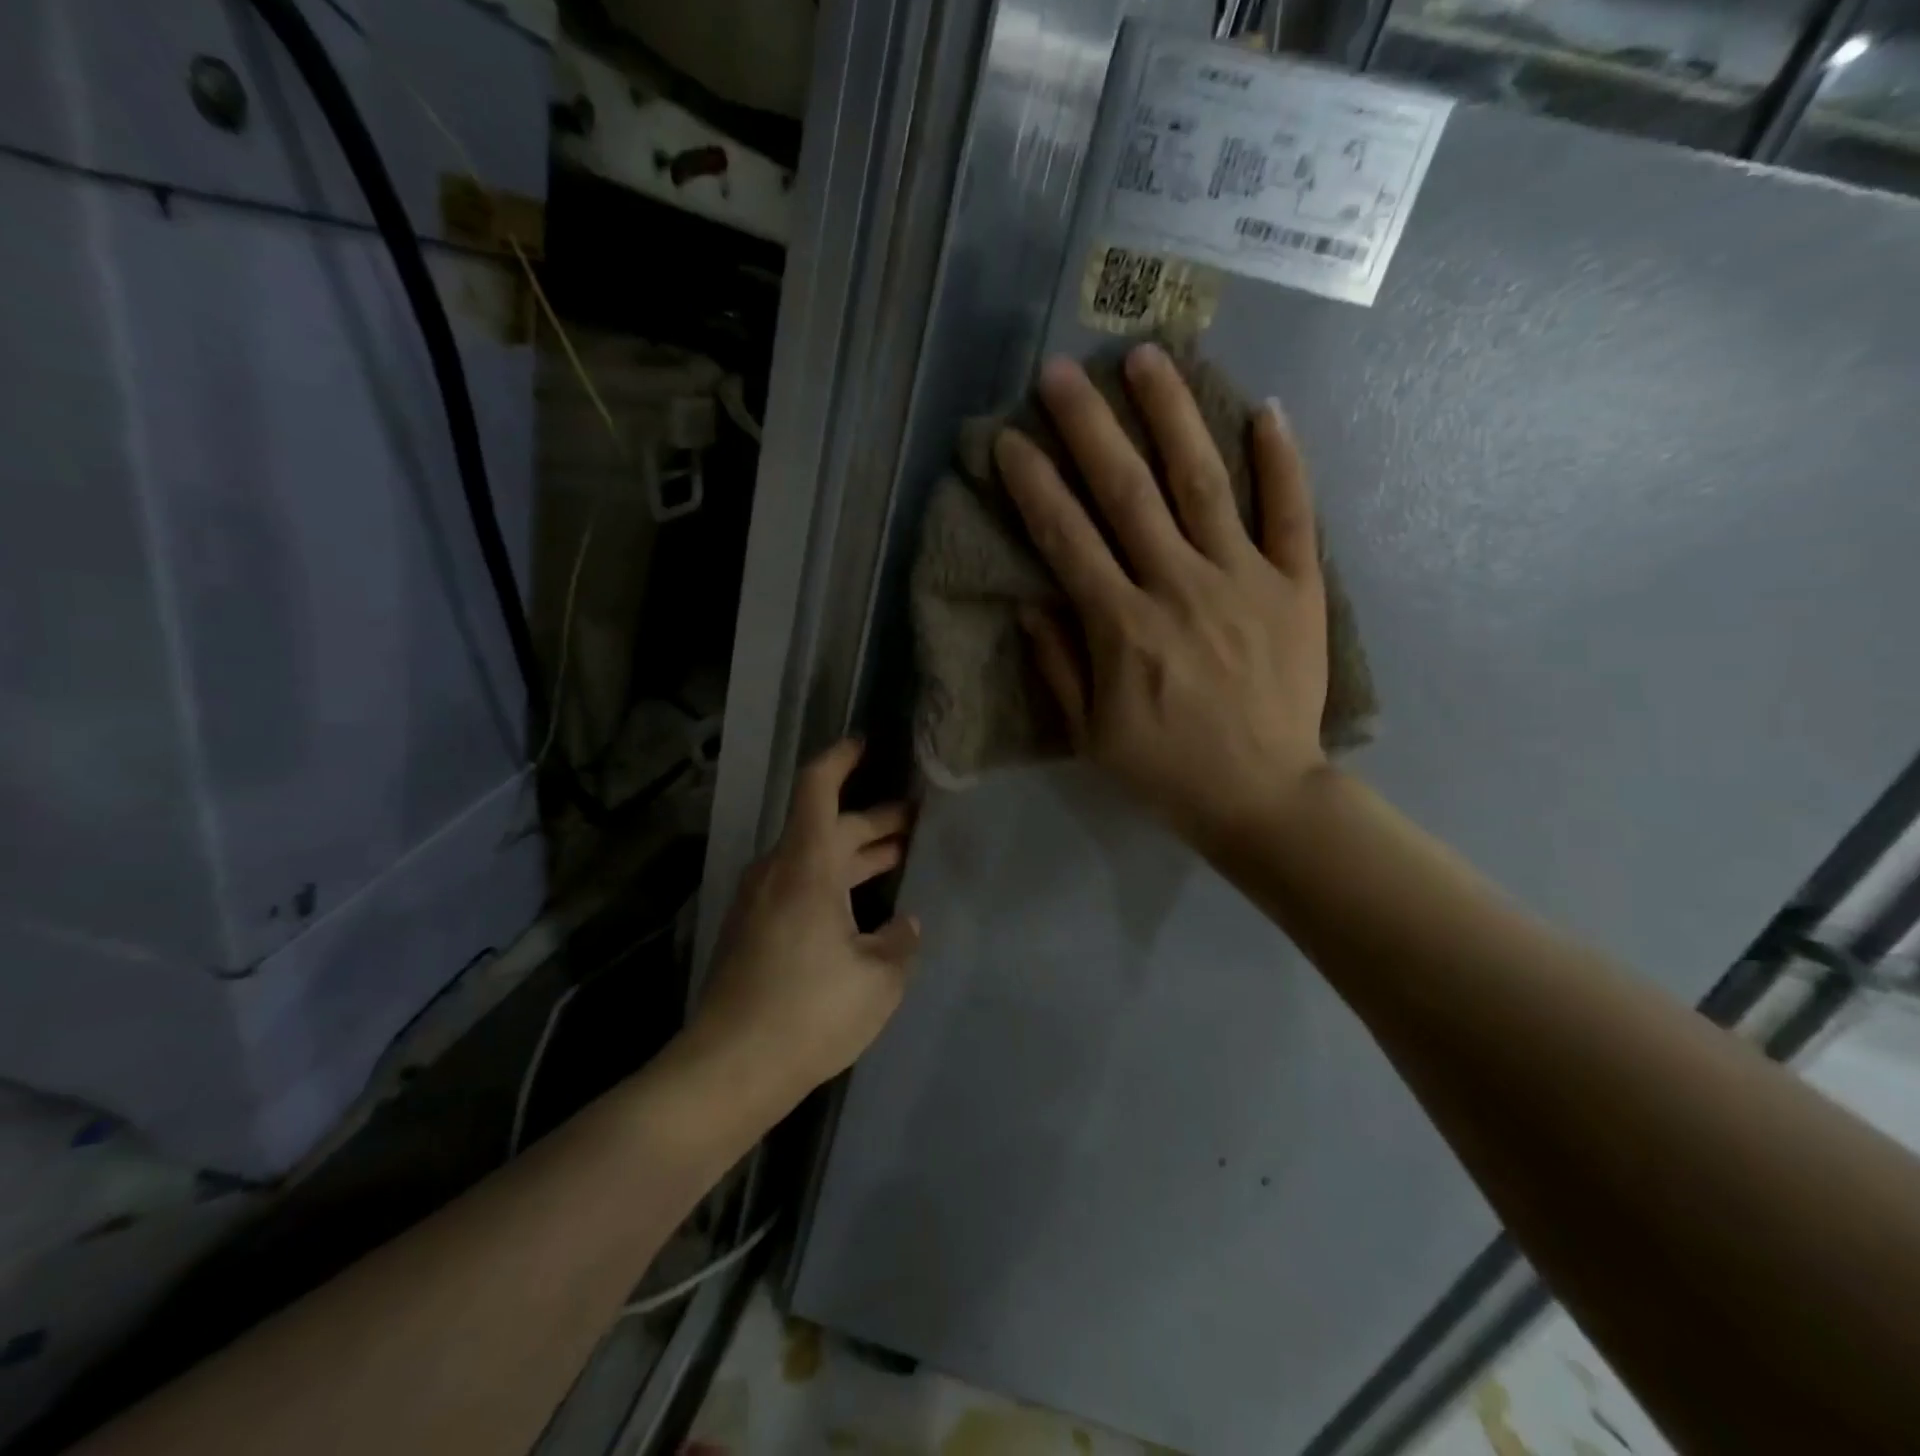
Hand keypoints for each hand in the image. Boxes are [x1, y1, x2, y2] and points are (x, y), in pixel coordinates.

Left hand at [692, 741, 919, 1100]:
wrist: (728, 1069)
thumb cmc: (809, 1012)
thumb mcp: (878, 978)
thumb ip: (899, 942)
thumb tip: (905, 925)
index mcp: (806, 866)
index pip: (817, 789)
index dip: (841, 759)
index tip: (866, 743)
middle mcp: (778, 872)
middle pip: (826, 827)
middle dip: (873, 821)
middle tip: (916, 820)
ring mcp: (760, 903)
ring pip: (814, 860)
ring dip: (855, 856)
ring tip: (898, 858)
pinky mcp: (754, 932)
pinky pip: (800, 887)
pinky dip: (835, 883)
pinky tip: (863, 909)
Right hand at [995, 344, 1329, 851]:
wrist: (1262, 796)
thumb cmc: (1166, 769)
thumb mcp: (1091, 733)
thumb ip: (1058, 665)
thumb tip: (1029, 603)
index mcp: (1122, 627)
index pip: (1067, 538)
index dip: (1033, 484)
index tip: (1009, 439)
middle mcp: (1178, 587)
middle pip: (1127, 491)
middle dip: (1088, 426)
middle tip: (1060, 372)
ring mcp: (1244, 580)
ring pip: (1203, 482)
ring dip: (1172, 415)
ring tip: (1148, 357)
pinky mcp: (1297, 586)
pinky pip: (1292, 513)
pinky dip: (1281, 461)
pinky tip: (1265, 410)